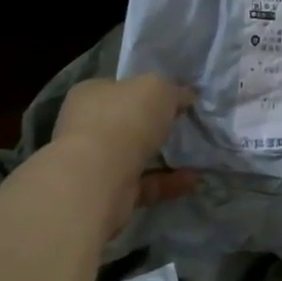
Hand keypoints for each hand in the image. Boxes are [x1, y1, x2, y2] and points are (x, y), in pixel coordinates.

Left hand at [49, 76, 197, 215]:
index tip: (174, 99)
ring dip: (164, 156)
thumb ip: (173, 90)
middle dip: (154, 127)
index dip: (146, 91)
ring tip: (195, 155)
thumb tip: (185, 96)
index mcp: (90, 94)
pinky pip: (143, 184)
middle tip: (184, 125)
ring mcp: (93, 162)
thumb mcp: (158, 87)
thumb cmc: (124, 119)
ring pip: (134, 156)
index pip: (119, 87)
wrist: (98, 177)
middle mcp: (86, 126)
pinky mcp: (106, 192)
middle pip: (125, 123)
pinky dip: (168, 182)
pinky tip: (193, 180)